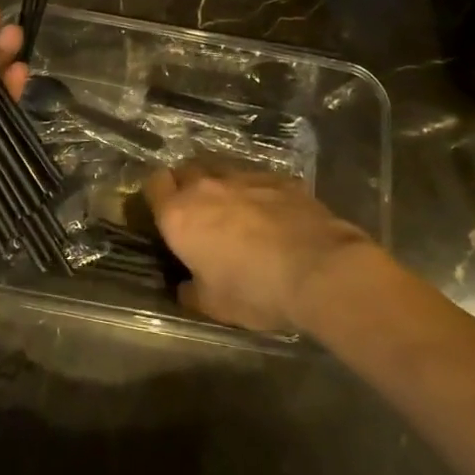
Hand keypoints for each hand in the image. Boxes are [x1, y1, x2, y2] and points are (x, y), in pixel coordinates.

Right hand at [144, 162, 378, 333]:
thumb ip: (192, 290)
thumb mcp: (213, 305)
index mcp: (179, 215)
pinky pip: (258, 179)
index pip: (154, 184)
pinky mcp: (281, 178)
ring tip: (236, 210)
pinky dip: (257, 192)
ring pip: (222, 169)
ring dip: (222, 186)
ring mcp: (245, 178)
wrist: (320, 270)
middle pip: (186, 170)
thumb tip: (186, 286)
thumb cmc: (254, 290)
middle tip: (200, 212)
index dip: (158, 196)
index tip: (166, 213)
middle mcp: (206, 187)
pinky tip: (272, 213)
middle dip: (188, 185)